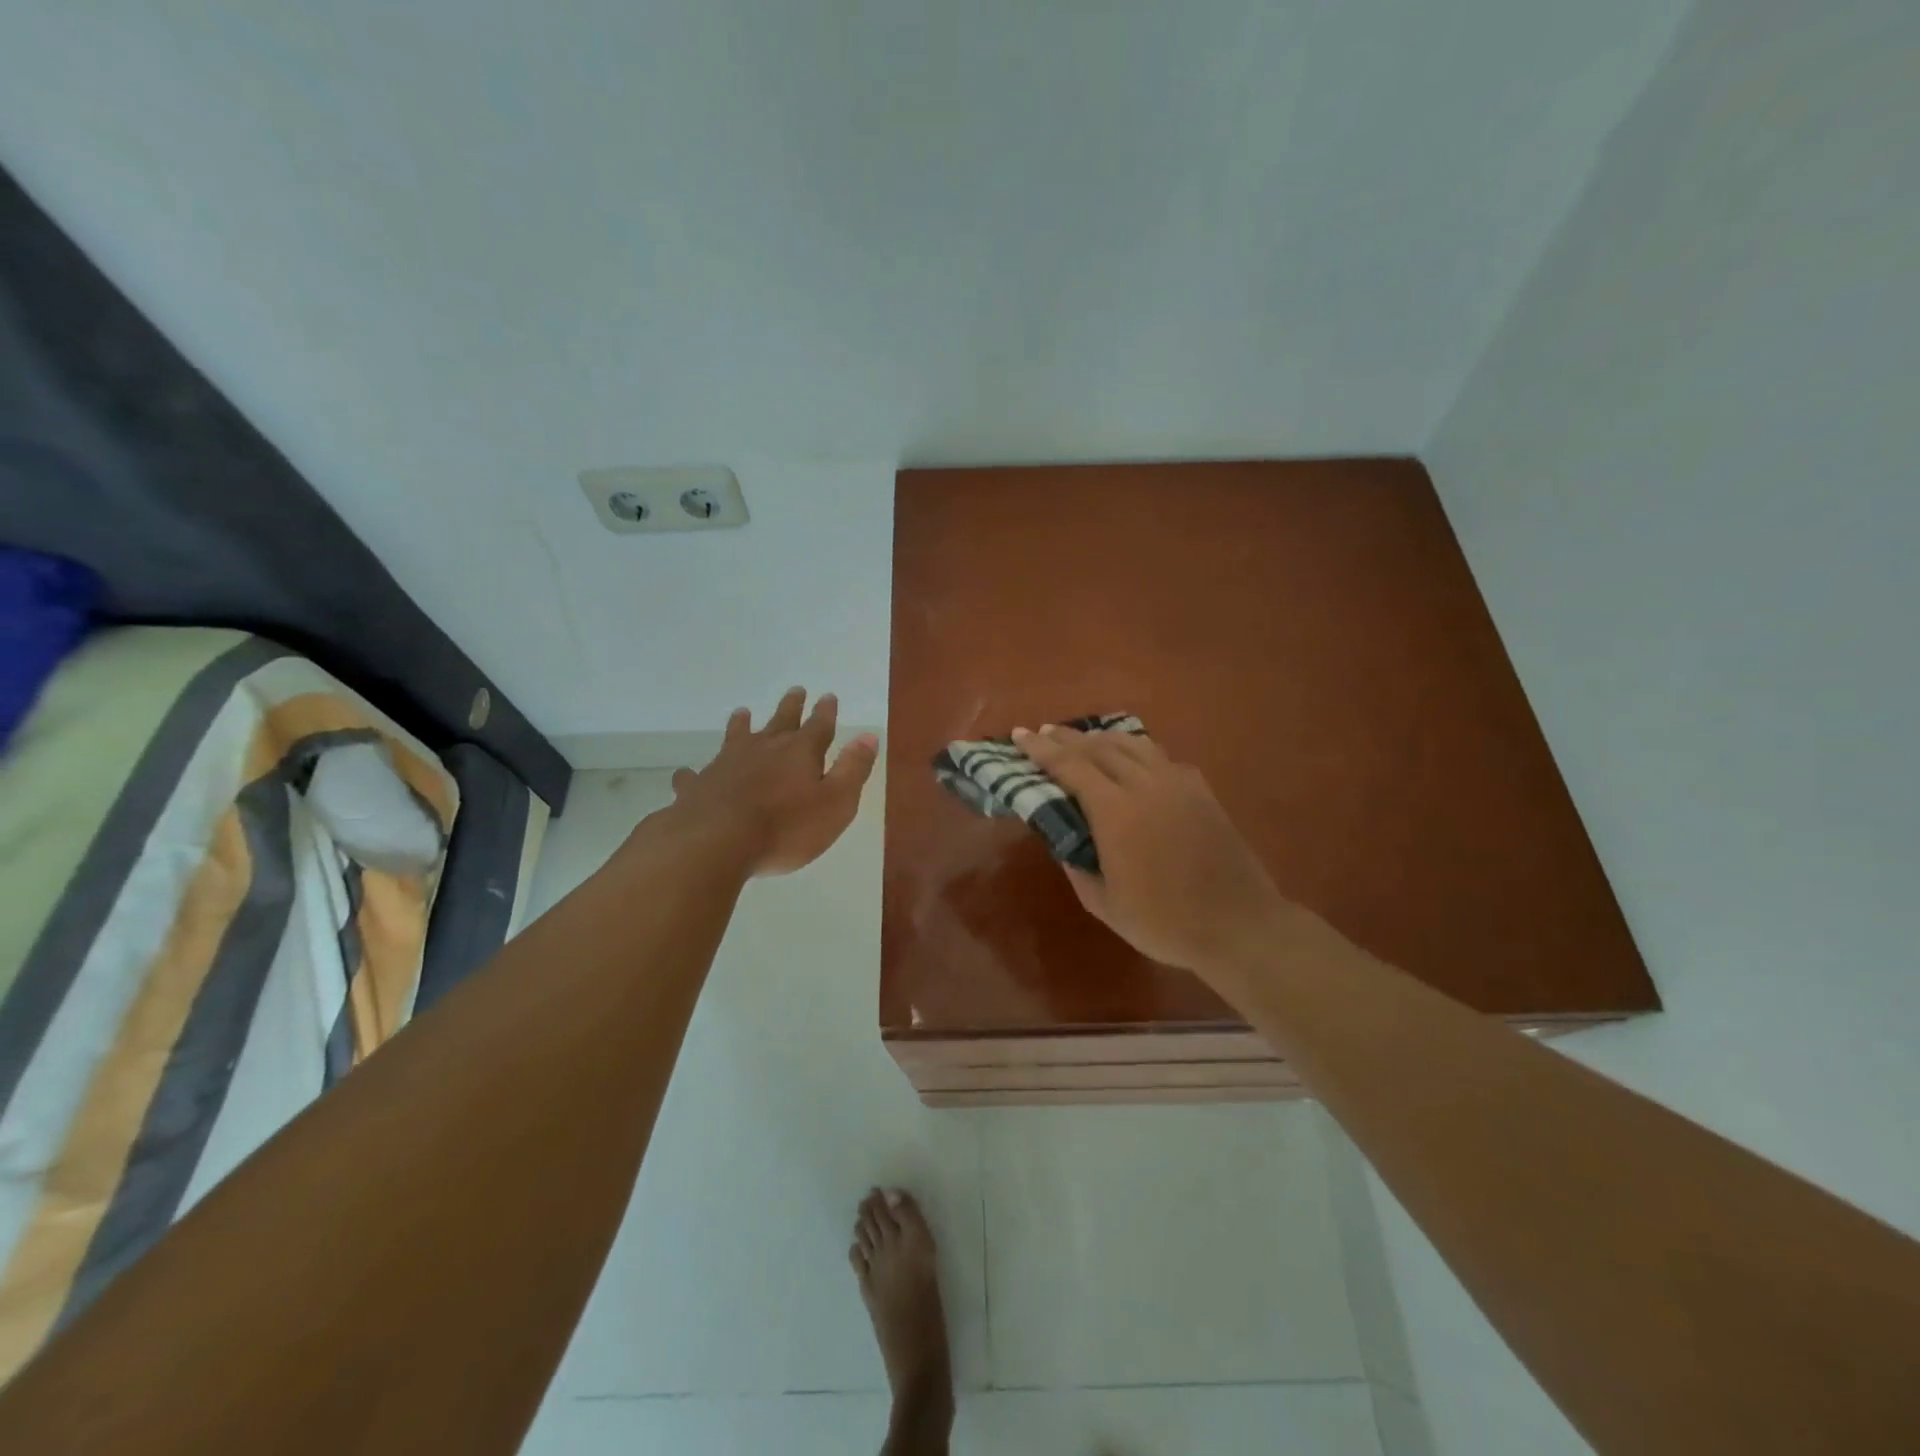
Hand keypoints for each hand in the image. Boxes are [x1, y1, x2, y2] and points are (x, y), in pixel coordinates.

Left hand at [665, 688, 878, 876]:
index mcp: (800, 753)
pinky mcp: (699, 786)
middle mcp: (763, 749)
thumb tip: (868, 735)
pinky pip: (695, 776)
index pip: (818, 726)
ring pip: (736, 737)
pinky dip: (694, 774)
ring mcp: (727, 765)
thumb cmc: (786, 827)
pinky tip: (687, 774)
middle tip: (795, 690)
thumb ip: (852, 769)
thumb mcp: (836, 803)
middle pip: (780, 722)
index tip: (828, 696)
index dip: (825, 712)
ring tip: (742, 713)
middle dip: (791, 707)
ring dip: (741, 725)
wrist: (717, 842)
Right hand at [1014, 724, 1293, 983]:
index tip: (1020, 734)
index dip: (1042, 749)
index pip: (1071, 766)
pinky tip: (1133, 760)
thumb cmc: (1165, 922)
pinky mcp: (1201, 791)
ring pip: (1133, 744)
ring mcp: (1178, 784)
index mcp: (1116, 812)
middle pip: (1099, 747)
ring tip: (1083, 739)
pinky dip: (1136, 751)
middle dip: (1066, 737)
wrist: (1239, 925)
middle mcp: (1145, 785)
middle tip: (1043, 732)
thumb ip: (1077, 866)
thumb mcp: (1104, 904)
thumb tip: (1064, 839)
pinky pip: (1161, 757)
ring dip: (1101, 738)